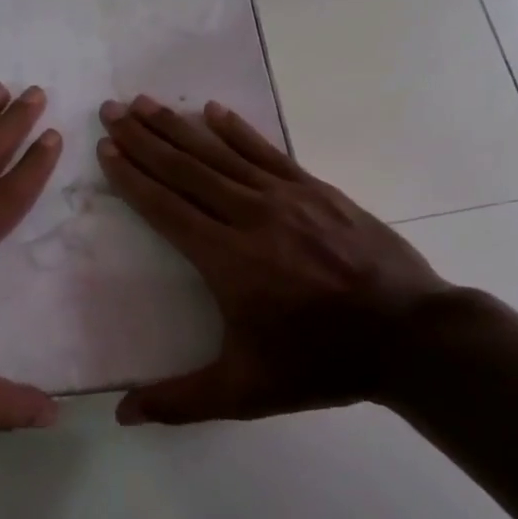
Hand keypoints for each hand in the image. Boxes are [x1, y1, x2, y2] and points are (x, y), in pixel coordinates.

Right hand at [97, 95, 451, 423]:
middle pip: (186, 169)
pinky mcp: (318, 191)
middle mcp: (251, 217)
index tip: (106, 149)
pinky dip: (238, 131)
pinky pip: (267, 152)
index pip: (166, 207)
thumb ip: (181, 401)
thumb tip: (121, 415)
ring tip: (148, 103)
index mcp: (227, 259)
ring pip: (221, 154)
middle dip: (145, 139)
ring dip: (181, 127)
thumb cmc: (320, 362)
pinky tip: (216, 112)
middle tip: (113, 110)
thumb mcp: (245, 391)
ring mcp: (288, 198)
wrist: (411, 336)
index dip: (132, 177)